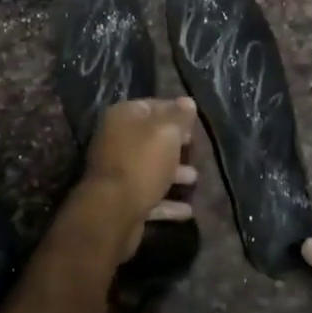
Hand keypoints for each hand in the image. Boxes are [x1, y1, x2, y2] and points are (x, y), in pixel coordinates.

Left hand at [82, 98, 198, 251]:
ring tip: (195, 179)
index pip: (152, 106)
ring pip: (151, 168)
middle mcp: (116, 140)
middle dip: (176, 145)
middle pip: (151, 138)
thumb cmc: (142, 162)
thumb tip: (187, 101)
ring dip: (174, 174)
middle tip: (197, 148)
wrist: (113, 211)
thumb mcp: (167, 132)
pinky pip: (150, 196)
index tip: (195, 122)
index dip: (175, 111)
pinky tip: (188, 210)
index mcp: (123, 117)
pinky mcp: (123, 200)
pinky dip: (168, 202)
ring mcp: (118, 172)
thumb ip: (179, 116)